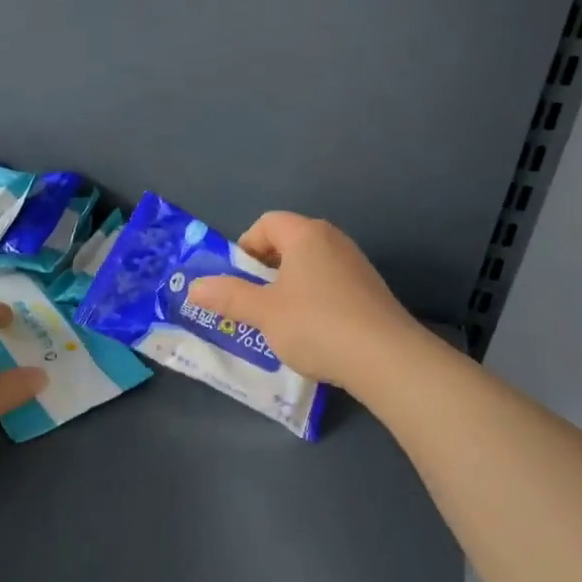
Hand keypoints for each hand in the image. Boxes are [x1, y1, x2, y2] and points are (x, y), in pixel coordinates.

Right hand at [187, 212, 422, 394]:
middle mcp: (334, 241)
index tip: (237, 279)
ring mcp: (356, 266)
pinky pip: (330, 286)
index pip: (268, 223)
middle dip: (265, 270)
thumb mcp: (263, 312)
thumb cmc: (316, 325)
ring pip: (310, 267)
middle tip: (252, 302)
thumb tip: (195, 287)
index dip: (246, 246)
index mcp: (306, 235)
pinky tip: (312, 333)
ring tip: (278, 322)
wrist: (386, 358)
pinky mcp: (370, 292)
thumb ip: (228, 296)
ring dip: (288, 288)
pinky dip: (313, 301)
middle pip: (289, 243)